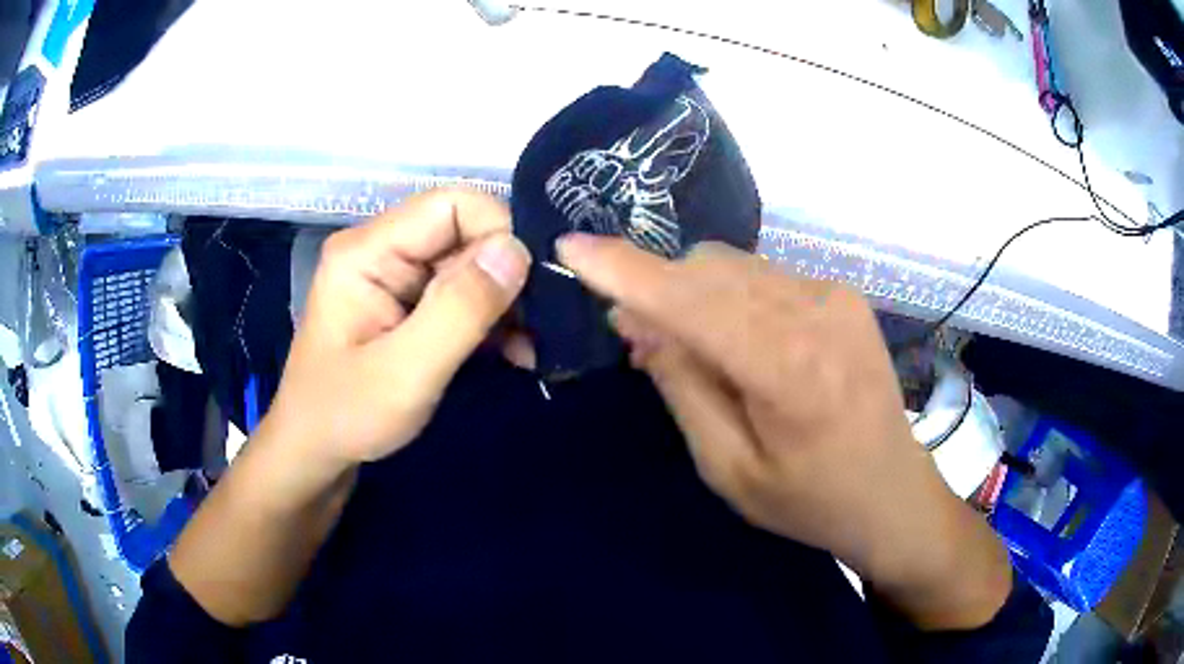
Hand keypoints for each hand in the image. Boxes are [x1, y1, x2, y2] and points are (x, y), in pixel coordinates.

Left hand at [269, 189, 530, 468]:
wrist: (315, 453)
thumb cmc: (346, 417)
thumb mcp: (404, 372)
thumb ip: (459, 309)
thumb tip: (517, 249)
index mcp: (367, 250)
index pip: (450, 205)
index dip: (500, 231)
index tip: (537, 284)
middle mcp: (383, 250)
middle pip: (465, 233)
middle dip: (510, 273)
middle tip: (547, 324)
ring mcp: (397, 278)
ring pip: (472, 264)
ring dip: (508, 301)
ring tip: (536, 344)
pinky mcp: (410, 305)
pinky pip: (464, 293)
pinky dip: (494, 318)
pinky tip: (518, 350)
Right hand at [557, 234, 1010, 630]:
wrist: (891, 492)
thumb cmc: (808, 500)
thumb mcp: (728, 468)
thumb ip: (682, 386)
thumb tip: (638, 320)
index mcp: (787, 369)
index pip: (690, 300)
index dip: (625, 270)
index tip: (570, 247)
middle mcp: (815, 312)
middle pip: (707, 269)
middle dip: (656, 290)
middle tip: (636, 338)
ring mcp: (834, 294)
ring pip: (733, 266)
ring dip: (693, 293)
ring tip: (690, 345)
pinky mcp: (843, 293)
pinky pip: (763, 275)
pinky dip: (731, 296)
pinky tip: (737, 337)